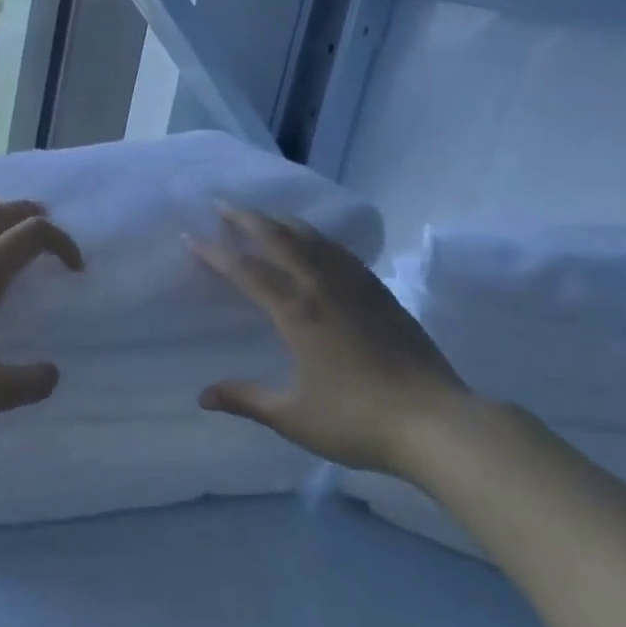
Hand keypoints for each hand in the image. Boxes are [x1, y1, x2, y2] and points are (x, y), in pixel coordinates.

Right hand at [186, 206, 478, 474]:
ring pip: (315, 240)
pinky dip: (321, 239)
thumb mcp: (292, 416)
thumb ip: (245, 399)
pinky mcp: (382, 295)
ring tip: (265, 215)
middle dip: (248, 219)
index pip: (247, 272)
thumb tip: (203, 395)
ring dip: (284, 222)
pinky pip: (344, 253)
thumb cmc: (357, 420)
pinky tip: (319, 242)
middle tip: (223, 204)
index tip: (190, 236)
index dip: (215, 253)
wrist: (435, 422)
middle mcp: (324, 289)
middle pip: (280, 240)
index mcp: (297, 313)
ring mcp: (357, 288)